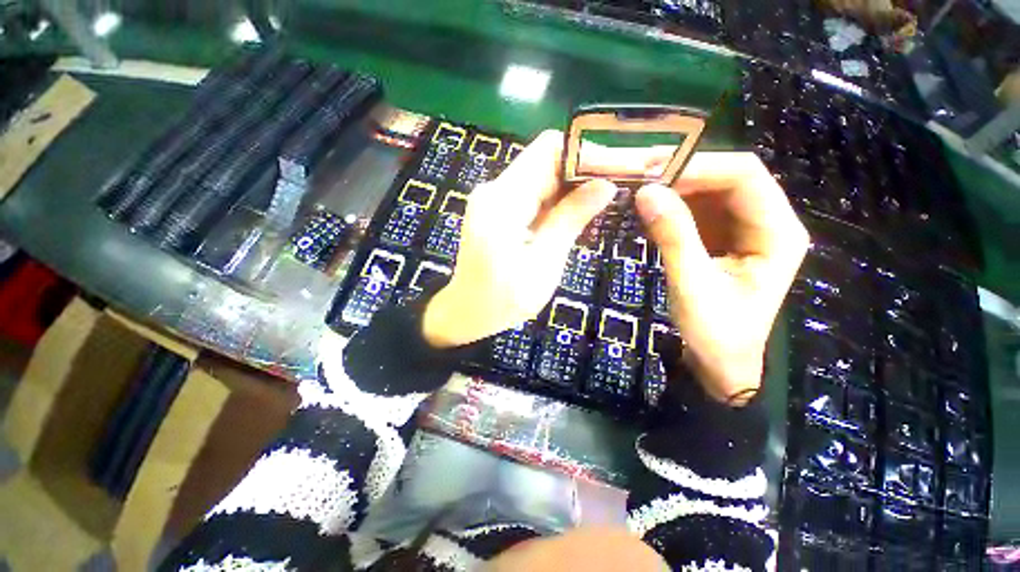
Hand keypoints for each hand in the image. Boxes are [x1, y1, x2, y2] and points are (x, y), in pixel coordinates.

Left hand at [422, 131, 617, 347]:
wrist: (466, 312)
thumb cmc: (503, 299)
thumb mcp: (543, 263)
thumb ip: (570, 220)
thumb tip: (605, 185)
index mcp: (503, 201)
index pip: (548, 150)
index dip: (585, 153)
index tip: (617, 169)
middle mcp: (495, 189)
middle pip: (546, 160)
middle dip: (583, 171)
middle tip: (618, 187)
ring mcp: (494, 198)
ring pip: (542, 177)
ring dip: (571, 187)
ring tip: (602, 201)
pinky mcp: (497, 209)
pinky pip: (533, 194)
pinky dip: (556, 201)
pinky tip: (575, 214)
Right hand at [635, 152, 808, 404]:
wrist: (720, 362)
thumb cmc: (716, 333)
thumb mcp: (692, 286)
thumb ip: (673, 237)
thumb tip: (645, 192)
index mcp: (777, 232)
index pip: (745, 176)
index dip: (700, 167)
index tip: (654, 175)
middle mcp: (766, 222)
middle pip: (728, 178)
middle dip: (684, 175)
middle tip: (639, 180)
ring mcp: (742, 229)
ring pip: (710, 192)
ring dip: (675, 189)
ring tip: (639, 193)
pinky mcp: (721, 239)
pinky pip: (698, 211)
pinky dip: (673, 207)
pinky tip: (650, 212)